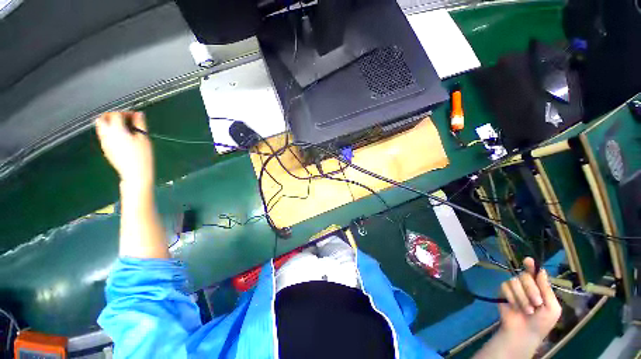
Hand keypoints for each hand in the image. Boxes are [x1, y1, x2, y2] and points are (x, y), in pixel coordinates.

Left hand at [95, 112, 153, 189]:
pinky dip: (110, 131)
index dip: (125, 112)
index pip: (116, 114)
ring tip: (123, 127)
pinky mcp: (106, 148)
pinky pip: (104, 135)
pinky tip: (121, 137)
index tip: (135, 116)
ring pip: (101, 127)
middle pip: (102, 118)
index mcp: (117, 130)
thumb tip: (139, 114)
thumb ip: (140, 124)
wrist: (135, 173)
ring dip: (110, 123)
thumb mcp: (144, 139)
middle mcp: (107, 134)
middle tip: (124, 118)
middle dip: (112, 115)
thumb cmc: (142, 156)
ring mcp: (104, 142)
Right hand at [499, 257, 561, 346]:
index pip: (534, 272)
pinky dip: (512, 298)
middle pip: (525, 276)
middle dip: (531, 290)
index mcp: (539, 287)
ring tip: (527, 310)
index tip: (528, 260)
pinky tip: (515, 307)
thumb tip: (541, 271)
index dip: (531, 265)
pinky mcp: (503, 292)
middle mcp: (526, 285)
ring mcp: (513, 288)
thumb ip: (547, 289)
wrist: (524, 333)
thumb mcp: (552, 308)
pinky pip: (505, 288)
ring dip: (522, 298)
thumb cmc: (542, 322)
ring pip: (514, 282)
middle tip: (537, 303)